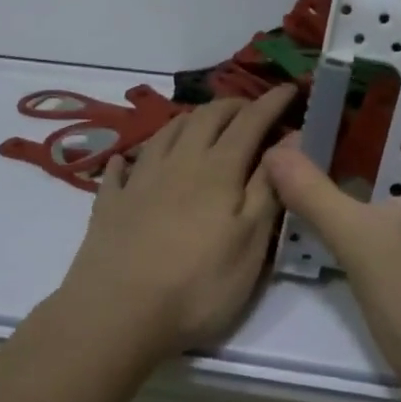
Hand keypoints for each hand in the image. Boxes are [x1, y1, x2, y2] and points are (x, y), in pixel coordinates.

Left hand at [55, 84, 298, 361]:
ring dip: (189, 120)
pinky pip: (121, 168)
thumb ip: (268, 189)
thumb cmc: (197, 284)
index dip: (271, 104)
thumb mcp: (250, 244)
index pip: (250, 123)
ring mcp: (140, 180)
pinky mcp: (110, 203)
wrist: (117, 312)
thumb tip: (289, 142)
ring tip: (201, 122)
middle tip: (249, 108)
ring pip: (166, 132)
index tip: (289, 89)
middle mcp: (178, 162)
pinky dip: (131, 157)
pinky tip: (129, 160)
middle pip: (206, 118)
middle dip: (232, 106)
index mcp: (218, 170)